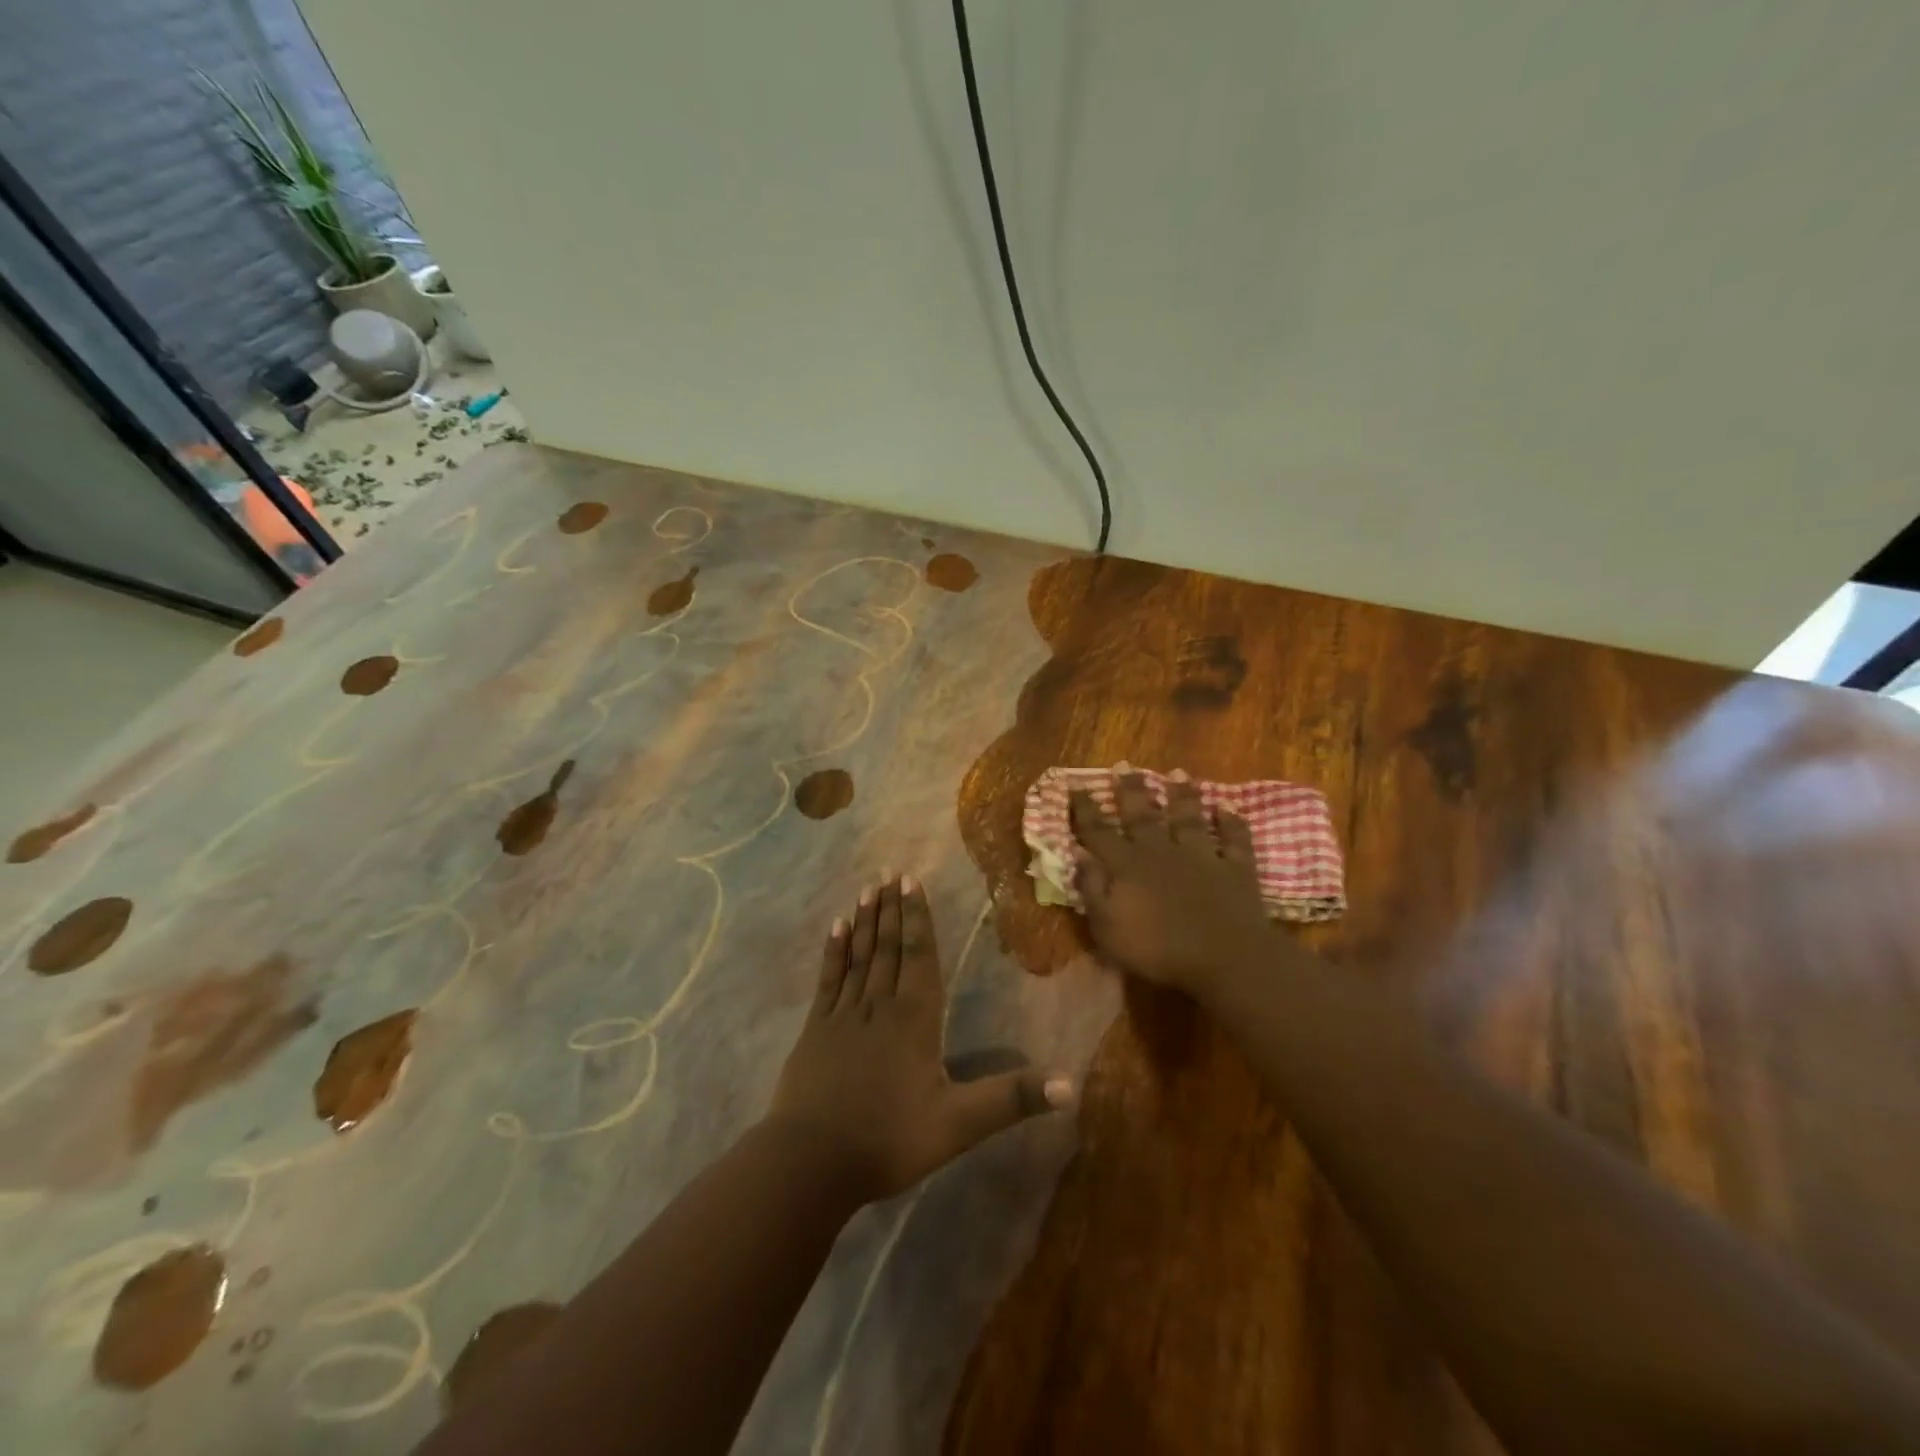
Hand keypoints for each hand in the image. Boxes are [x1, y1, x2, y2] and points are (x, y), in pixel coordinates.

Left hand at [765, 875, 1073, 1205]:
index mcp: (914, 1018)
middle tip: (890, 871)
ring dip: (866, 920)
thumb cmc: (889, 1140)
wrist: (811, 1162)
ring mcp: (843, 1014)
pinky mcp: (815, 1029)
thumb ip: (1011, 1099)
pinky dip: (834, 951)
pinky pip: (829, 979)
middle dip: (893, 909)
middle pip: (889, 947)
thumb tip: (1071, 1085)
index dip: (918, 917)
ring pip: (860, 955)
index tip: (911, 881)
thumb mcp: (959, 1125)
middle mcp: (879, 1005)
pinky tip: (836, 927)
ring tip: (869, 888)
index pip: (920, 955)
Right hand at [1069, 771, 1277, 998]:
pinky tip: (1227, 808)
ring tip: (1178, 774)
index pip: (1099, 832)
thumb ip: (1092, 889)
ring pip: (1189, 819)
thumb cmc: (1158, 949)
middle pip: (1142, 815)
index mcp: (1127, 866)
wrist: (1224, 956)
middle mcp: (1161, 852)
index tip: (1075, 785)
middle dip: (1130, 790)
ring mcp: (1201, 857)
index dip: (1085, 809)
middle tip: (1123, 765)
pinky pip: (1233, 840)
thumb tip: (1078, 855)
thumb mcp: (1107, 927)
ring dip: (1182, 796)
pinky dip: (1231, 823)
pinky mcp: (1235, 869)